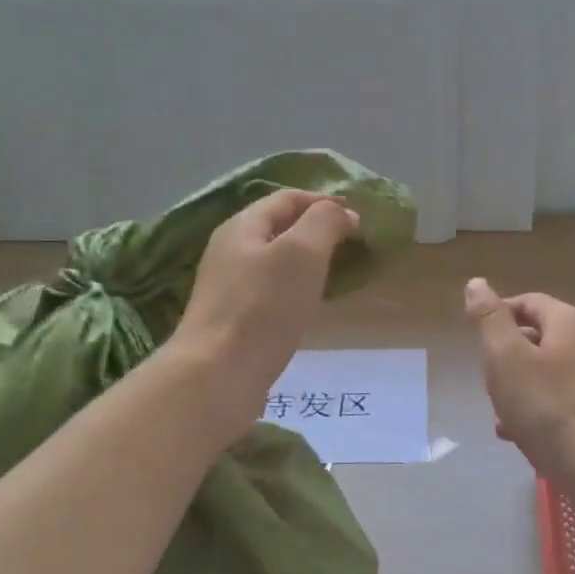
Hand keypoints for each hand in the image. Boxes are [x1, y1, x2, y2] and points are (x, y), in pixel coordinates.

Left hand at [171, 190, 357, 435]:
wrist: (218, 374)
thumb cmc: (263, 307)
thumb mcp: (302, 253)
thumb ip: (324, 222)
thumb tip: (342, 213)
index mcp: (242, 227)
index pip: (286, 199)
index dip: (322, 201)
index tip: (356, 215)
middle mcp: (229, 251)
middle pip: (277, 227)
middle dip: (315, 229)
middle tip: (350, 243)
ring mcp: (227, 287)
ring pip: (274, 261)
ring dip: (306, 260)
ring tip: (336, 272)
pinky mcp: (232, 319)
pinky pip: (270, 290)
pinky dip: (295, 287)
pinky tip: (309, 305)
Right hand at [464, 277, 574, 486]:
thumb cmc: (551, 408)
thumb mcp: (507, 358)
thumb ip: (490, 320)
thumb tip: (477, 283)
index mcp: (571, 322)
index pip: (529, 302)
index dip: (499, 314)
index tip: (475, 338)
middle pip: (540, 338)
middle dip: (508, 358)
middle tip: (488, 382)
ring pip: (549, 374)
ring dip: (520, 389)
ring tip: (500, 414)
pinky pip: (562, 402)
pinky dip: (538, 411)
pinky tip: (519, 436)